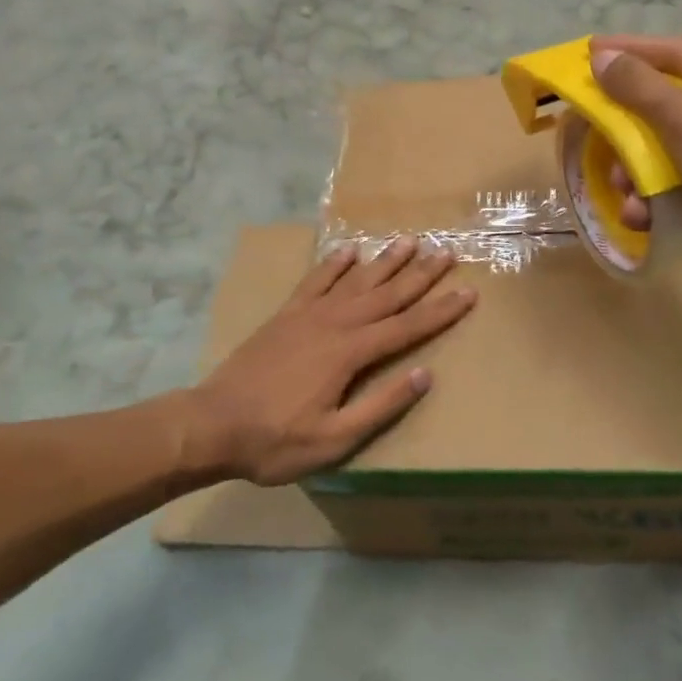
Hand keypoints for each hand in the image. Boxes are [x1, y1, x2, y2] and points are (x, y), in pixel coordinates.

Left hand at [183, 238, 476, 484]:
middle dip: (420, 274)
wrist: (212, 423)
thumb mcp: (335, 439)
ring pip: (357, 280)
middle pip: (387, 293)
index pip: (408, 326)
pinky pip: (316, 279)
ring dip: (385, 260)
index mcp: (351, 353)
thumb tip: (425, 375)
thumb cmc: (275, 440)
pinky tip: (349, 249)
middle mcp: (335, 323)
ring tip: (410, 240)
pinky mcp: (286, 314)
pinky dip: (334, 263)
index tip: (469, 292)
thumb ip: (381, 406)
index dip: (441, 310)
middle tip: (447, 252)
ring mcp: (308, 314)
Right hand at [590, 35, 681, 283]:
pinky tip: (642, 215)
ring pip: (669, 149)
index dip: (630, 50)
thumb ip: (639, 85)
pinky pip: (681, 184)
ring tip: (623, 188)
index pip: (674, 51)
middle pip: (668, 104)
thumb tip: (603, 58)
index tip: (590, 50)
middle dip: (628, 125)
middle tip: (594, 130)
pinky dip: (657, 199)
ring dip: (638, 171)